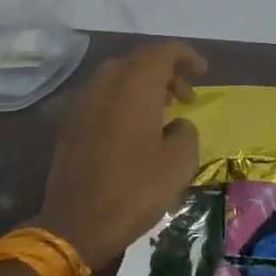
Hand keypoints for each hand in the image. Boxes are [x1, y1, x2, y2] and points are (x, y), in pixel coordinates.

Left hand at [39, 41, 207, 269]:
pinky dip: (124, 100)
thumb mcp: (178, 164)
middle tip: (186, 96)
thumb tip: (177, 125)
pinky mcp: (72, 123)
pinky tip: (134, 129)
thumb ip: (186, 132)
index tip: (204, 73)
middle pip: (140, 60)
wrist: (76, 224)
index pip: (163, 51)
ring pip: (119, 76)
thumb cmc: (134, 191)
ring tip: (162, 111)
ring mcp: (84, 103)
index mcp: (135, 87)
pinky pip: (103, 96)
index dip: (187, 56)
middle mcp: (107, 85)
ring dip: (144, 85)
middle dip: (167, 70)